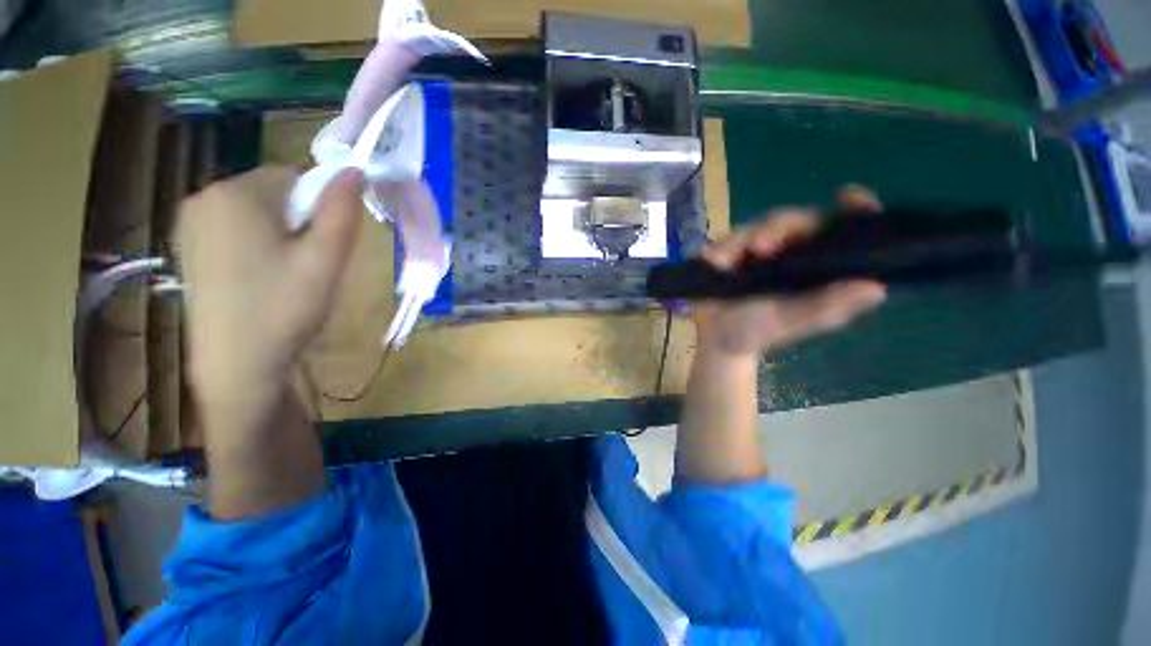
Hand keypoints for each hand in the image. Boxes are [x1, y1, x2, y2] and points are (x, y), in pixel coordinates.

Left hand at [176, 166, 364, 412]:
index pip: (295, 176)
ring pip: (257, 212)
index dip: (319, 208)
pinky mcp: (188, 246)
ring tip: (286, 275)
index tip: (322, 246)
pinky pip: (236, 229)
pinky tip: (261, 279)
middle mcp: (204, 197)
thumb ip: (342, 210)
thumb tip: (355, 170)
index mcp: (236, 194)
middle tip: (307, 265)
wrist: (237, 363)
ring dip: (281, 234)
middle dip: (299, 221)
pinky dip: (257, 245)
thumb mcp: (326, 259)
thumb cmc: (285, 307)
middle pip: (273, 193)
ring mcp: (190, 223)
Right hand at [692, 186, 887, 357]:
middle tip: (759, 247)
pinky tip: (712, 263)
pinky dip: (718, 250)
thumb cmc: (755, 333)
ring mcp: (754, 249)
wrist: (714, 339)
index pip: (838, 230)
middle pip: (790, 221)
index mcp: (812, 265)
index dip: (850, 212)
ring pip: (753, 228)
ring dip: (739, 241)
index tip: (849, 196)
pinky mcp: (727, 252)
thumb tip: (876, 288)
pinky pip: (724, 241)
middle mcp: (787, 251)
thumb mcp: (788, 323)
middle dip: (776, 230)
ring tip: (723, 262)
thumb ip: (824, 308)